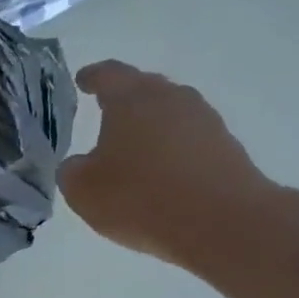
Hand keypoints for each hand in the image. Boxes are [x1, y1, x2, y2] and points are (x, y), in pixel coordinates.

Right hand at [60, 61, 278, 271]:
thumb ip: (72, 171)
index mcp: (131, 98)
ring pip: (170, 113)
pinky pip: (190, 140)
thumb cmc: (141, 198)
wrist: (222, 222)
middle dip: (125, 99)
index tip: (84, 80)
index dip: (93, 77)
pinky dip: (173, 149)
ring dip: (152, 126)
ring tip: (136, 148)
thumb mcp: (83, 191)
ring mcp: (204, 120)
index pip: (108, 75)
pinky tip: (164, 173)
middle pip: (144, 88)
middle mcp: (171, 98)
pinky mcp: (226, 147)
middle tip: (107, 113)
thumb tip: (80, 164)